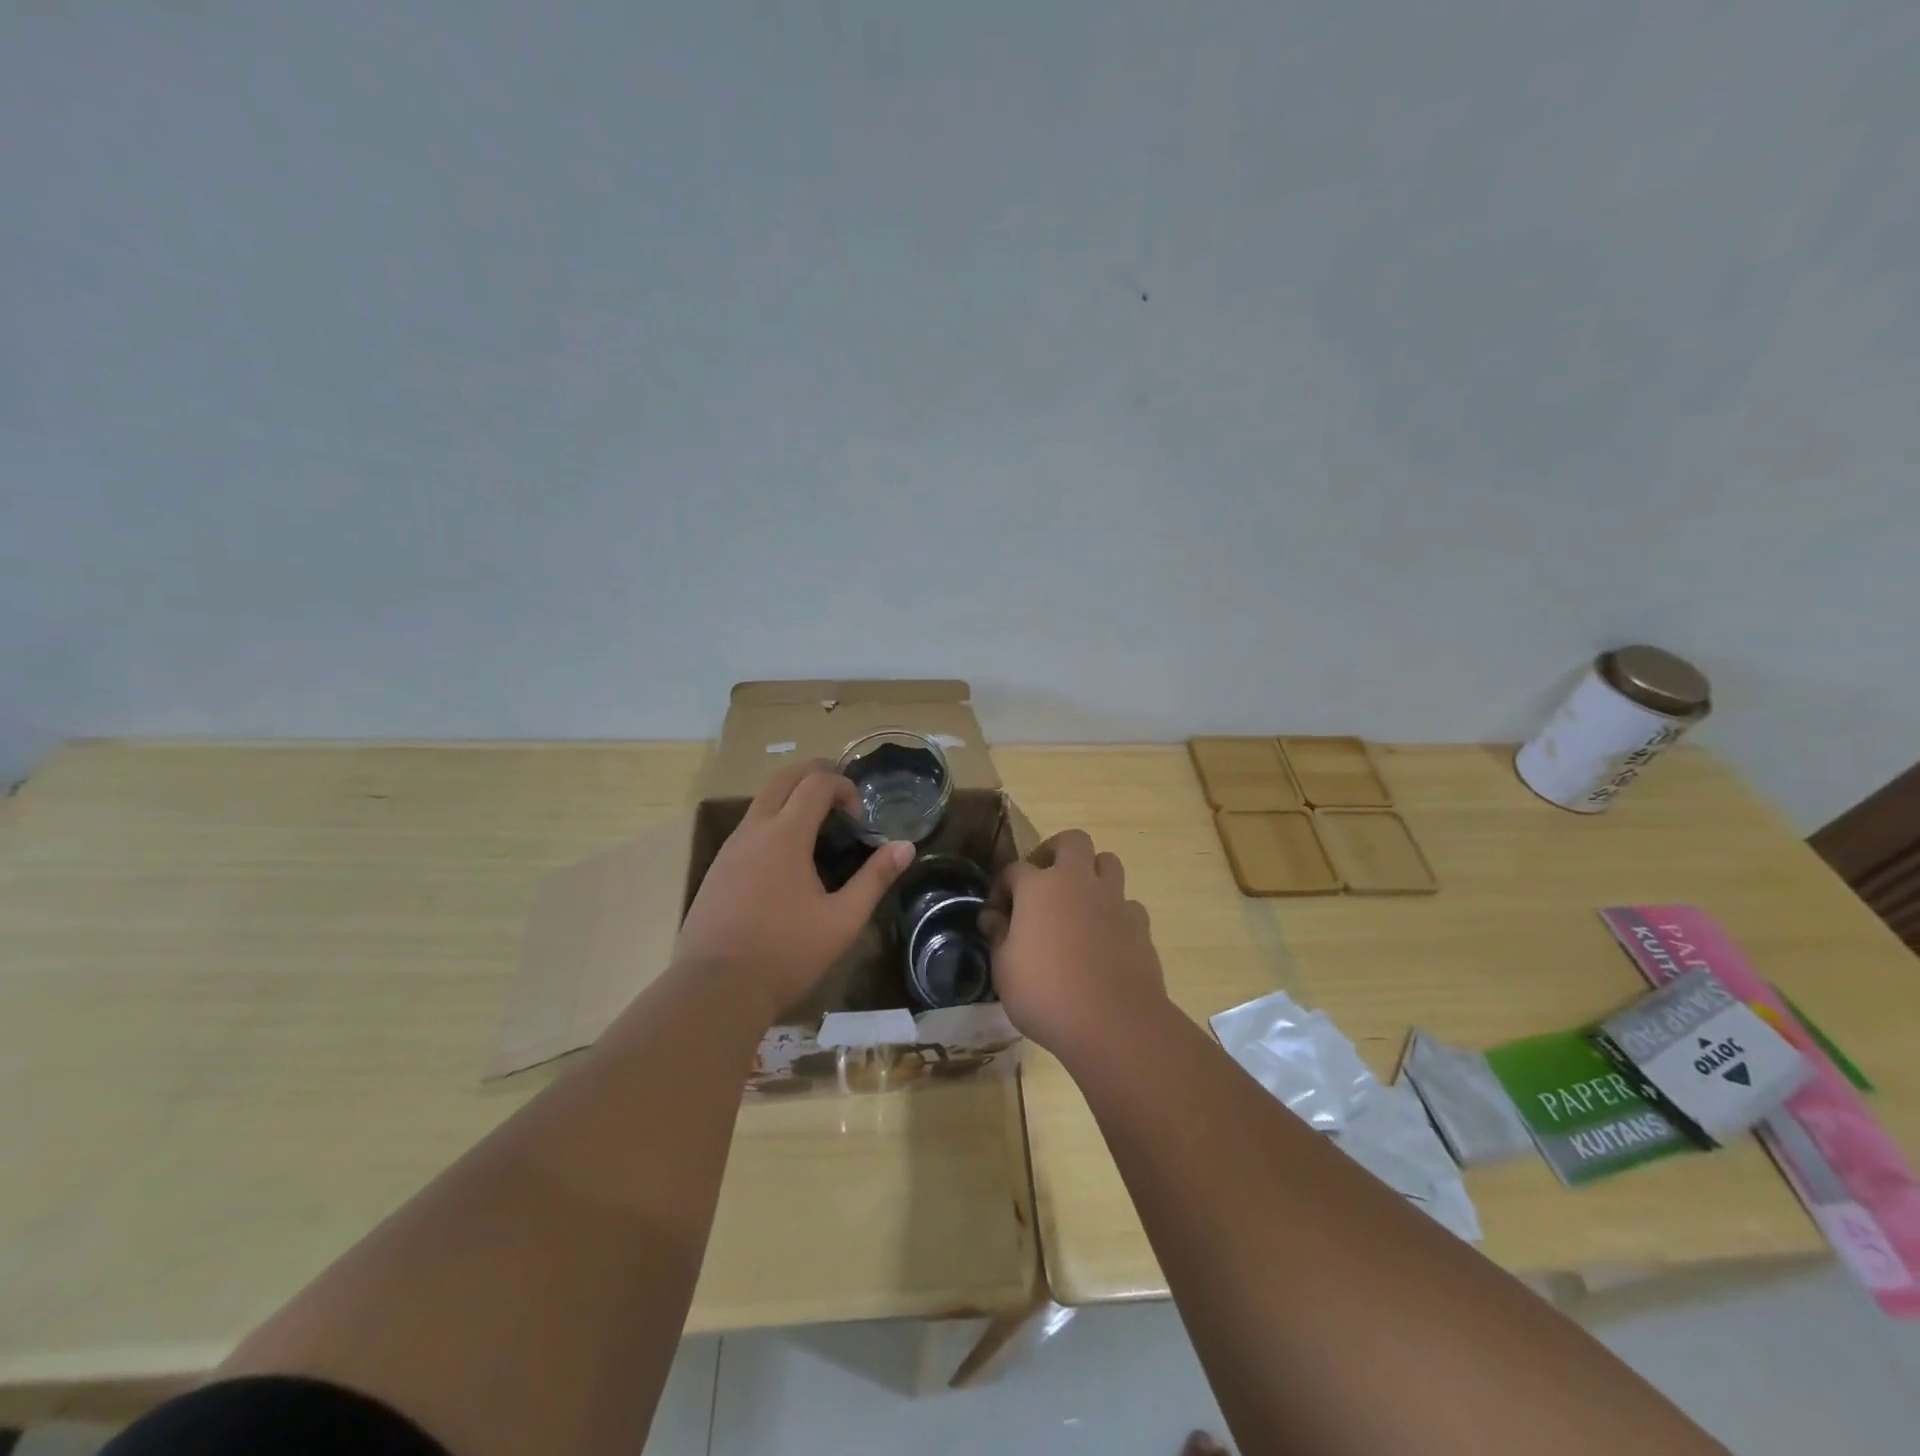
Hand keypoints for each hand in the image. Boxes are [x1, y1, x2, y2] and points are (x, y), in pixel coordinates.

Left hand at [675, 760, 913, 1022]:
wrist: (715, 990)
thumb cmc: (785, 953)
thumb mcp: (842, 920)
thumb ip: (874, 879)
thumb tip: (905, 847)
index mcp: (785, 836)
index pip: (815, 784)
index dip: (843, 786)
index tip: (860, 813)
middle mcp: (753, 830)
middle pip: (782, 779)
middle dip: (813, 773)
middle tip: (840, 791)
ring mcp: (730, 849)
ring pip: (761, 801)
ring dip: (791, 797)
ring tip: (819, 823)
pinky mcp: (717, 869)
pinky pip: (748, 827)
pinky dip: (773, 821)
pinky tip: (787, 857)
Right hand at [981, 830, 1167, 1058]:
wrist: (1113, 1022)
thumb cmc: (1046, 994)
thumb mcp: (1004, 970)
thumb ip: (998, 937)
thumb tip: (993, 918)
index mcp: (1039, 887)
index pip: (1015, 869)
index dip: (1002, 887)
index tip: (997, 913)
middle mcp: (1078, 882)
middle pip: (1072, 841)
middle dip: (1055, 852)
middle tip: (1044, 880)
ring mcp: (1114, 900)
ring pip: (1108, 862)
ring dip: (1092, 874)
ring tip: (1078, 902)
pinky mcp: (1140, 924)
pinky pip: (1127, 904)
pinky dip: (1115, 912)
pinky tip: (1106, 938)